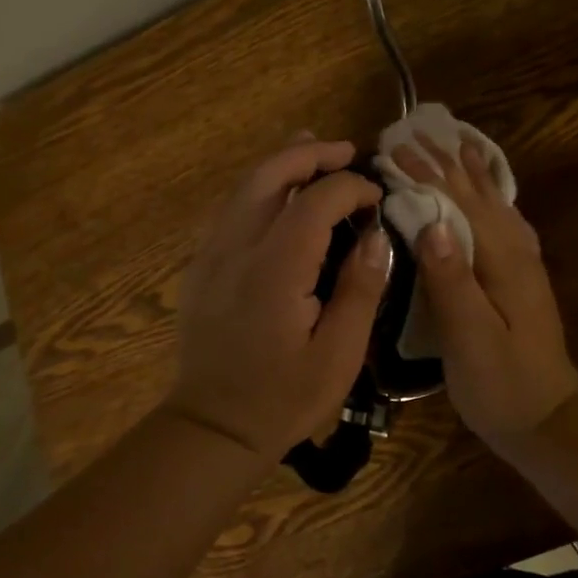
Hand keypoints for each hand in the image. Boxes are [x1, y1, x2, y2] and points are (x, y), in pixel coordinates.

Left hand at [167, 135, 391, 460]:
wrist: (212, 428)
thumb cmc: (283, 398)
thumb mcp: (339, 355)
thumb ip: (360, 289)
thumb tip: (374, 236)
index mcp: (274, 269)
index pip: (314, 202)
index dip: (350, 188)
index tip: (376, 197)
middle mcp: (236, 249)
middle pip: (268, 176)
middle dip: (308, 155)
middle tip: (345, 151)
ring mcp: (211, 255)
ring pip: (243, 187)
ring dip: (280, 163)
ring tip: (312, 149)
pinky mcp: (201, 267)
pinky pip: (230, 209)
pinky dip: (259, 188)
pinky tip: (278, 194)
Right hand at [390, 134, 577, 443]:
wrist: (548, 421)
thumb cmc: (502, 385)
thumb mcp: (471, 338)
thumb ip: (452, 279)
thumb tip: (431, 219)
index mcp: (502, 260)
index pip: (458, 203)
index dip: (426, 174)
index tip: (394, 148)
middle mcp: (516, 252)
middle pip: (477, 195)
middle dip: (445, 163)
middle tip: (415, 134)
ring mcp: (523, 265)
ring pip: (494, 203)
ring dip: (471, 172)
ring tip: (456, 142)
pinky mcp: (521, 279)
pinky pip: (503, 221)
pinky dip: (491, 196)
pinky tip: (490, 194)